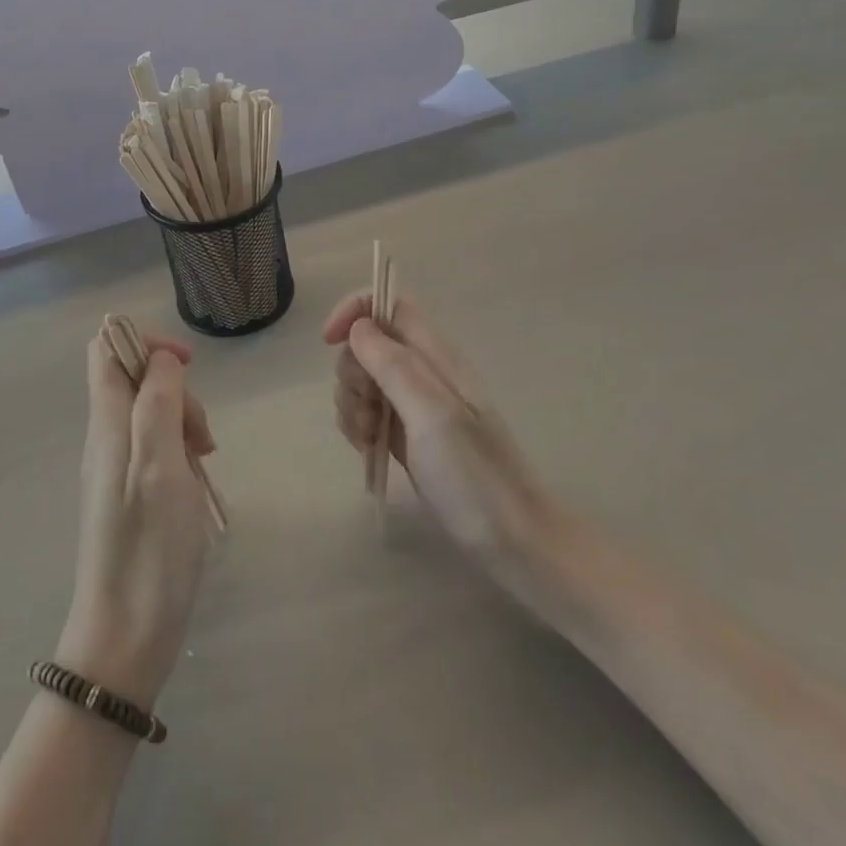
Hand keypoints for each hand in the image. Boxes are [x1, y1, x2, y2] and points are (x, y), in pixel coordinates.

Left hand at [56, 331, 215, 709]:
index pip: (107, 348)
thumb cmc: (149, 546)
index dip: (145, 342)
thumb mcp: (161, 461)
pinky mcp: (128, 493)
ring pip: (150, 413)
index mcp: (108, 421)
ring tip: (204, 462)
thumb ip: (159, 399)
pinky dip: (179, 451)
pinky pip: (154, 447)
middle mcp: (105, 436)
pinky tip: (196, 482)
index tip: (186, 366)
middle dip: (177, 390)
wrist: (125, 636)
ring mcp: (115, 466)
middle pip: (136, 379)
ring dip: (183, 423)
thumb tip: (160, 356)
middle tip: (201, 435)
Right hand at [324, 292, 550, 570]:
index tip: (330, 342)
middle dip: (351, 371)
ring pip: (363, 378)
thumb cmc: (475, 476)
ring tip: (368, 438)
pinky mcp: (407, 435)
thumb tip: (359, 326)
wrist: (515, 542)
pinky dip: (357, 424)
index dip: (354, 311)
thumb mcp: (432, 415)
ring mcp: (415, 404)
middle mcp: (424, 372)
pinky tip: (367, 449)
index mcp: (435, 355)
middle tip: (367, 409)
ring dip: (351, 403)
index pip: (389, 304)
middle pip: (367, 343)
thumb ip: (393, 365)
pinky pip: (368, 411)